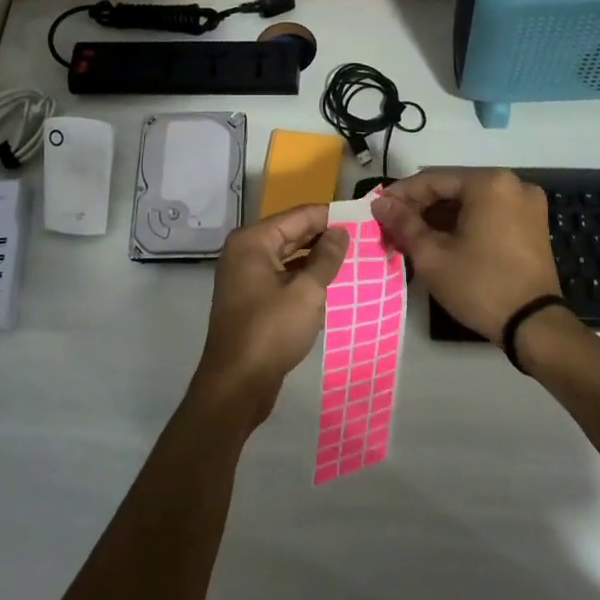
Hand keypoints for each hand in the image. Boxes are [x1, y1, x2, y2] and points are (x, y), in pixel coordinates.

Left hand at [194, 204, 347, 422]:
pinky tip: (332, 284)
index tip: (362, 217)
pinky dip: (305, 278)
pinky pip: (283, 277)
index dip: (331, 215)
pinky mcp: (252, 299)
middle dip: (325, 236)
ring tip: (355, 259)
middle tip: (363, 238)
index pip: (298, 215)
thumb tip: (341, 232)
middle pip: (292, 233)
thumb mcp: (306, 292)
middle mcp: (245, 252)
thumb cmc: (271, 331)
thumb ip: (326, 258)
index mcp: (253, 241)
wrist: (236, 384)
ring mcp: (246, 276)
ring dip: (317, 259)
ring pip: (288, 257)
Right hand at [371, 169, 561, 340]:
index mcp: (489, 183)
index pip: (432, 180)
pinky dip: (464, 223)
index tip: (377, 209)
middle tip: (392, 226)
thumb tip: (380, 204)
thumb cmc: (479, 285)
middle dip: (421, 207)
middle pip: (453, 188)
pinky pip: (489, 213)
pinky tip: (442, 240)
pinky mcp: (533, 224)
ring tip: (412, 236)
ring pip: (471, 201)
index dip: (400, 195)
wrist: (534, 327)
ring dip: (441, 216)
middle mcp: (513, 184)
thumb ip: (403, 223)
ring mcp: (527, 204)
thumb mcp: (432, 254)